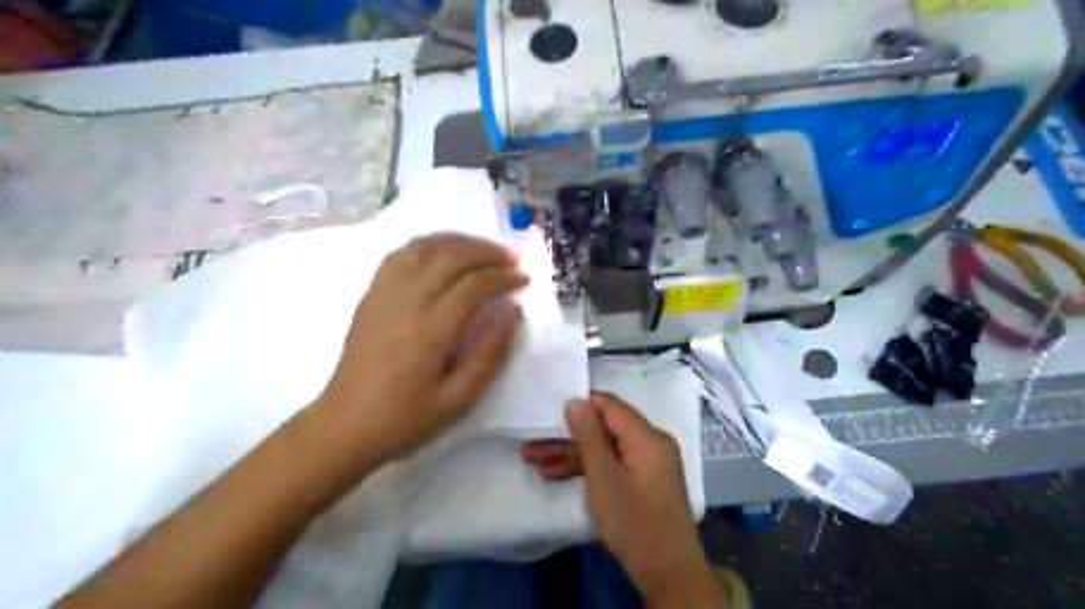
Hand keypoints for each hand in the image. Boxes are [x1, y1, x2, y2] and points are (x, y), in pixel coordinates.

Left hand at [317, 236, 526, 472]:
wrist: (344, 426)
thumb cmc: (404, 420)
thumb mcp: (458, 400)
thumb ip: (490, 353)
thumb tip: (513, 311)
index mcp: (429, 331)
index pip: (473, 285)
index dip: (503, 276)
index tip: (524, 279)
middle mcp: (405, 302)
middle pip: (450, 256)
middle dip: (486, 251)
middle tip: (511, 259)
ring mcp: (383, 294)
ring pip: (424, 247)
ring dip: (457, 241)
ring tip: (481, 250)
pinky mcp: (370, 296)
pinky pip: (399, 255)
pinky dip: (427, 245)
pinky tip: (442, 254)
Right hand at [521, 392, 722, 604]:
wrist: (668, 574)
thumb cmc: (635, 523)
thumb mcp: (605, 479)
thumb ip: (589, 437)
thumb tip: (575, 402)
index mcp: (648, 437)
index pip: (610, 405)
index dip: (579, 405)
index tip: (548, 413)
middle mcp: (650, 443)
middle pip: (604, 429)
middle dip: (567, 437)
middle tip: (532, 446)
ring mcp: (646, 463)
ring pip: (604, 449)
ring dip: (571, 455)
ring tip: (534, 462)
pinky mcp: (642, 481)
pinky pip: (612, 465)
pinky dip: (587, 470)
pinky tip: (555, 475)